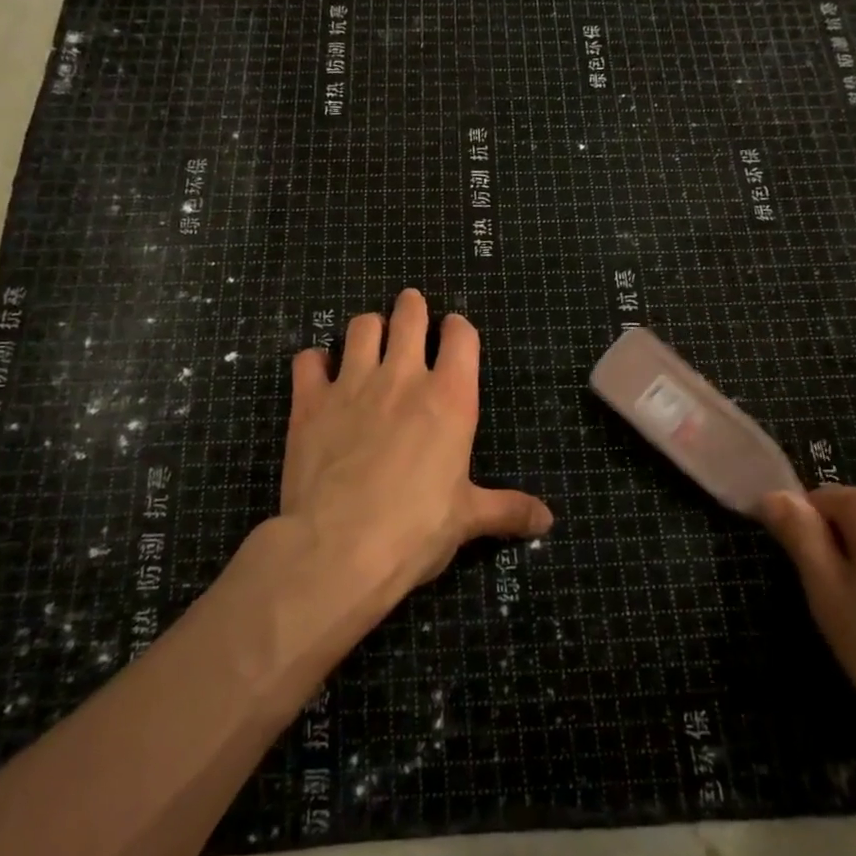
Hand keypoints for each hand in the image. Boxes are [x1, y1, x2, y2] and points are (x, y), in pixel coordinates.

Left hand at [280, 289, 552, 601]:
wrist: (338, 549)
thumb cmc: (415, 531)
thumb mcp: (467, 519)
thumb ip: (508, 510)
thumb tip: (547, 521)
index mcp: (450, 398)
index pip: (461, 336)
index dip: (458, 328)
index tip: (454, 332)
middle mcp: (403, 378)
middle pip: (410, 315)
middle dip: (412, 307)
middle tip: (411, 309)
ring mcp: (353, 384)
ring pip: (361, 326)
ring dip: (369, 327)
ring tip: (370, 339)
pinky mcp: (310, 401)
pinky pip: (308, 359)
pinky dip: (315, 361)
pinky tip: (319, 374)